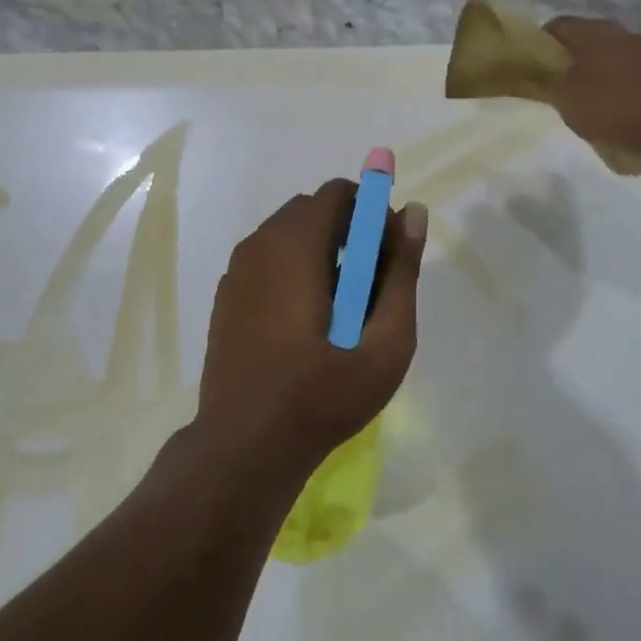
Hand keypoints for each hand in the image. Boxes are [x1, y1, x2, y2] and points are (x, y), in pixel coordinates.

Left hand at [198, 181, 427, 479]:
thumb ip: (402, 271)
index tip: (388, 253)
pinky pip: (267, 262)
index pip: (339, 193)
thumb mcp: (384, 340)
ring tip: (342, 310)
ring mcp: (236, 272)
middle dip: (349, 232)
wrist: (245, 447)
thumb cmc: (323, 394)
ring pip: (288, 236)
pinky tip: (306, 325)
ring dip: (321, 252)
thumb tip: (414, 213)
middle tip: (372, 285)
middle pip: (312, 211)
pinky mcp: (226, 297)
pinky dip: (293, 272)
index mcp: (294, 244)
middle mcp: (259, 245)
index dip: (372, 211)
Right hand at [543, 17, 640, 160]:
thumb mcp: (566, 98)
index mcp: (594, 31)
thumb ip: (547, 81)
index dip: (539, 42)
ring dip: (593, 69)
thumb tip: (536, 71)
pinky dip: (614, 81)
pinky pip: (627, 69)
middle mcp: (621, 32)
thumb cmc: (612, 107)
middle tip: (554, 81)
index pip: (558, 25)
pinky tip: (610, 104)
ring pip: (608, 53)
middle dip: (568, 56)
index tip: (531, 64)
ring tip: (581, 95)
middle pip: (585, 37)